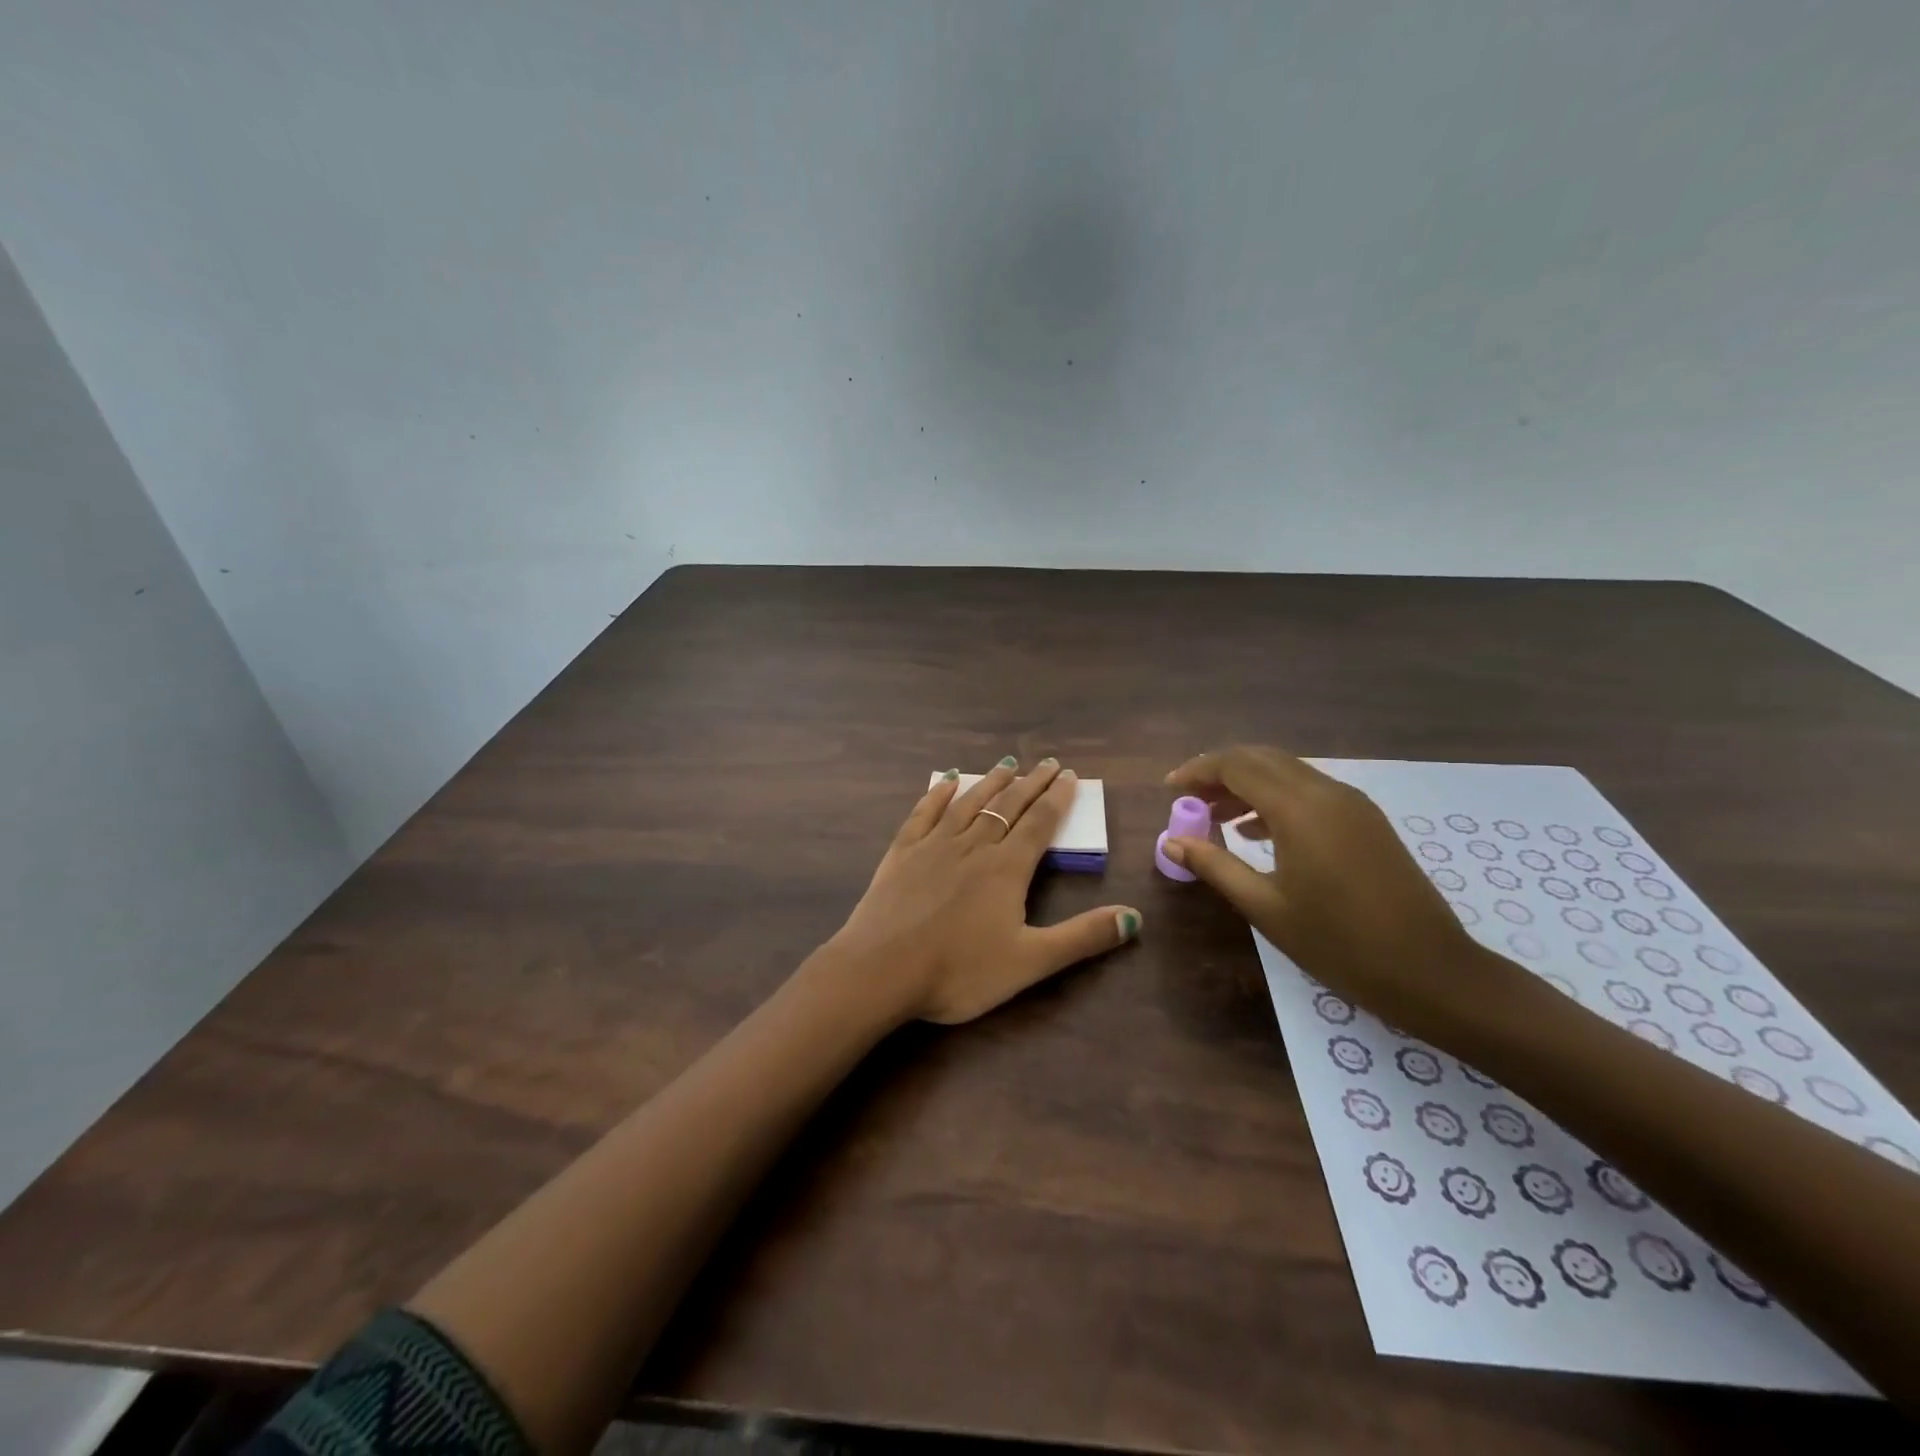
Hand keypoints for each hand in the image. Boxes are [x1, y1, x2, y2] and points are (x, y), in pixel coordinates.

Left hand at [825, 758, 1140, 1024]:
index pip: (1039, 824)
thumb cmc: (959, 971)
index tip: (1069, 776)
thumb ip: (1082, 938)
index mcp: (1006, 869)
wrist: (881, 970)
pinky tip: (945, 781)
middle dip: (1031, 783)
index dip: (1057, 799)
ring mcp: (934, 845)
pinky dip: (937, 794)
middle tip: (1047, 763)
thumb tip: (1134, 918)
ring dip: (990, 782)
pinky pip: (924, 813)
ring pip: (969, 803)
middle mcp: (973, 845)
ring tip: (1006, 764)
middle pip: (1007, 806)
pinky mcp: (902, 852)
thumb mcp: (1029, 961)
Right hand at [1162, 746, 1498, 1035]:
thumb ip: (1215, 866)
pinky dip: (1275, 798)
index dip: (1197, 772)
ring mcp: (1352, 804)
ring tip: (1215, 817)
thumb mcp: (1265, 907)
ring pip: (1287, 772)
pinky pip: (1309, 791)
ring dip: (1247, 784)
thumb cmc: (1338, 943)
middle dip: (1219, 772)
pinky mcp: (1366, 820)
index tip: (1168, 790)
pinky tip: (1257, 831)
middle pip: (1261, 759)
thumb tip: (1171, 842)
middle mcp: (1327, 792)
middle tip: (1189, 799)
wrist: (1431, 971)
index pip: (1236, 766)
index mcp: (1299, 808)